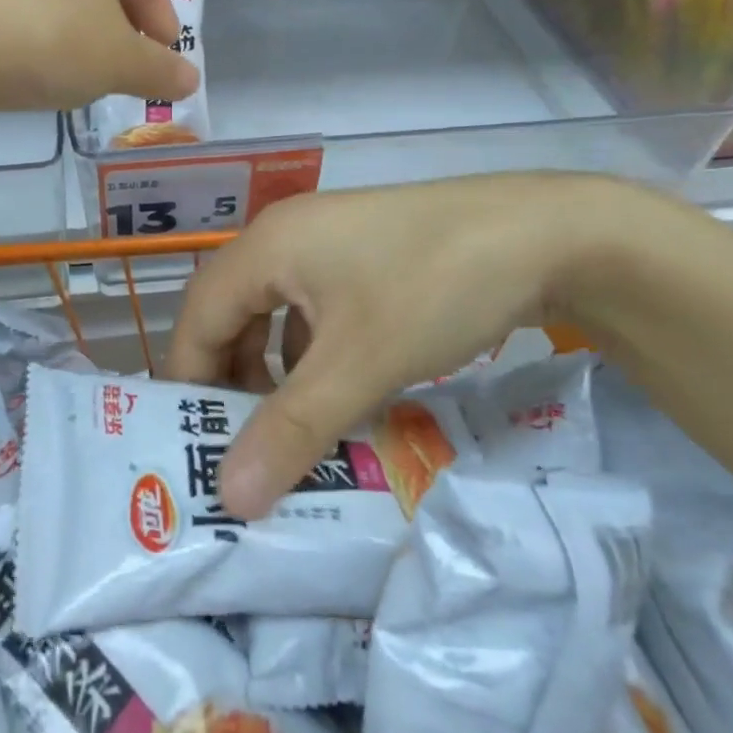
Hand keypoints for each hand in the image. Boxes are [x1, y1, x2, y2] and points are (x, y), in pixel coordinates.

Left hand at [0, 0, 198, 115]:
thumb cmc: (54, 38)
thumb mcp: (121, 63)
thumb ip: (160, 71)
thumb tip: (190, 81)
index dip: (161, 19)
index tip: (163, 57)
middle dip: (122, 29)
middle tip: (127, 69)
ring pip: (67, 1)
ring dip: (82, 37)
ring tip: (82, 77)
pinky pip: (29, 15)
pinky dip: (44, 42)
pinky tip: (36, 74)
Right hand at [163, 173, 631, 518]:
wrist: (545, 233)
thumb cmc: (434, 288)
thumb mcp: (360, 365)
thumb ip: (293, 429)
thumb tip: (230, 498)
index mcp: (267, 246)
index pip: (198, 316)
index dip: (187, 381)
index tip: (189, 446)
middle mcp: (287, 235)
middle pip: (232, 312)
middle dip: (231, 380)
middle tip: (240, 447)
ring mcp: (329, 240)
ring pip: (276, 312)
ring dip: (276, 371)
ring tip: (291, 430)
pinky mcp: (366, 254)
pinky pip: (316, 308)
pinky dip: (315, 354)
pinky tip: (341, 393)